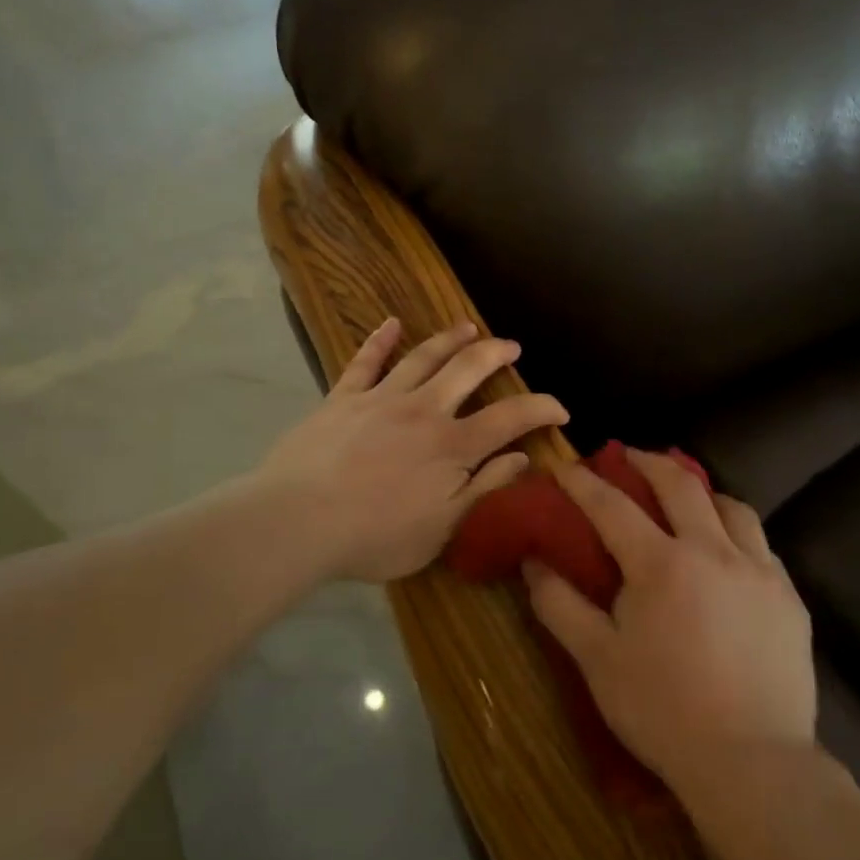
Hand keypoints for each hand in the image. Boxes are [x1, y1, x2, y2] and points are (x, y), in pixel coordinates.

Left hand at [254, 319, 568, 582]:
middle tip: (512, 347)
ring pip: (423, 357)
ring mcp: (380, 399)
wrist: (297, 522)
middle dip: (496, 354)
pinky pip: (364, 361)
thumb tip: (522, 458)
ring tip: (468, 327)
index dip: (542, 409)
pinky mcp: (342, 398)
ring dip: (449, 339)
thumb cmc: (375, 537)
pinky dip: (379, 340)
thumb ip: (485, 489)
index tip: (561, 410)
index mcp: (453, 446)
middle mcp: (423, 410)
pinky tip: (390, 323)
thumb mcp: (443, 529)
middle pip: (468, 370)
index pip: (510, 418)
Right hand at [522, 450, 815, 800]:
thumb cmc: (662, 710)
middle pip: (680, 485)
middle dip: (648, 463)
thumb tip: (534, 562)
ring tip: (688, 498)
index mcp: (661, 563)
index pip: (612, 506)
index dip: (583, 483)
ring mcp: (758, 570)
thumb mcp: (596, 660)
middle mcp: (713, 551)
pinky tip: (730, 551)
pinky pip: (761, 545)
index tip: (565, 466)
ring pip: (732, 507)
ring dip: (702, 492)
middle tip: (629, 456)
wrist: (752, 762)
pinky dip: (737, 532)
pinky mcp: (789, 597)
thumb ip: (560, 605)